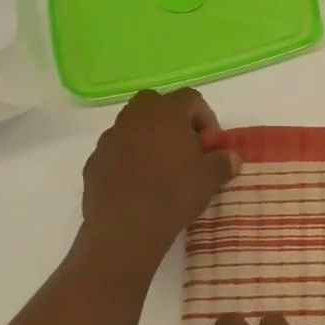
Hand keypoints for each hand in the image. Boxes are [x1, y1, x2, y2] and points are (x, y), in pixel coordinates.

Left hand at [80, 89, 238, 253]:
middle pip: (157, 105)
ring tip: (161, 170)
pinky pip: (116, 152)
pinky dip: (128, 161)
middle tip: (185, 149)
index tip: (210, 144)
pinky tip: (138, 186)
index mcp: (166, 111)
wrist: (126, 226)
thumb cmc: (174, 193)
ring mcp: (110, 138)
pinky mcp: (93, 162)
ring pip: (133, 128)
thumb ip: (223, 162)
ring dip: (148, 140)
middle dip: (173, 122)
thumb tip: (231, 158)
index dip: (205, 118)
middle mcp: (135, 116)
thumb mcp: (210, 178)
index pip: (191, 98)